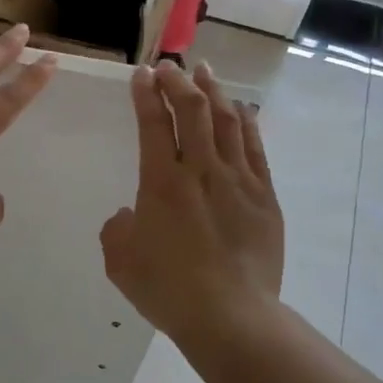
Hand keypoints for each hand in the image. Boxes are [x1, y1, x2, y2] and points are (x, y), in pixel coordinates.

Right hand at [101, 60, 284, 344]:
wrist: (230, 316)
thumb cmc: (168, 289)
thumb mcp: (120, 261)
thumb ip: (118, 229)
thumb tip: (130, 215)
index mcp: (161, 183)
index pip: (153, 124)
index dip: (146, 94)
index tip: (141, 74)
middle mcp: (200, 171)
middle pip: (192, 111)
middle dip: (178, 82)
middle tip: (169, 66)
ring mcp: (238, 181)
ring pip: (226, 121)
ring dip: (213, 92)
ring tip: (205, 71)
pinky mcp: (264, 196)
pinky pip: (254, 147)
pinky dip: (246, 122)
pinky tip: (240, 109)